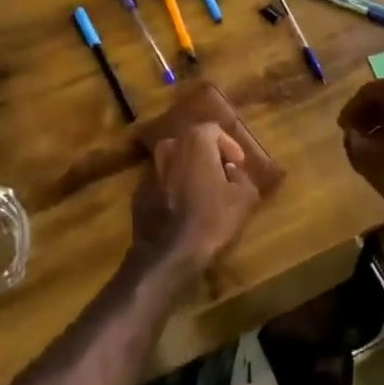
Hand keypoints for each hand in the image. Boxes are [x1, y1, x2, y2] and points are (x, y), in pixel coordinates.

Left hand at [131, 122, 259, 282]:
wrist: (168, 253)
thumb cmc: (212, 220)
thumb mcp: (245, 198)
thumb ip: (242, 175)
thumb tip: (231, 169)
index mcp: (195, 141)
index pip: (214, 130)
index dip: (230, 146)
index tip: (238, 165)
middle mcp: (169, 147)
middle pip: (192, 144)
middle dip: (208, 156)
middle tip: (223, 176)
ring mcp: (150, 169)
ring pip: (174, 162)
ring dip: (189, 172)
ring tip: (203, 193)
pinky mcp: (138, 191)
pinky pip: (161, 182)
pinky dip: (173, 188)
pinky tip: (183, 209)